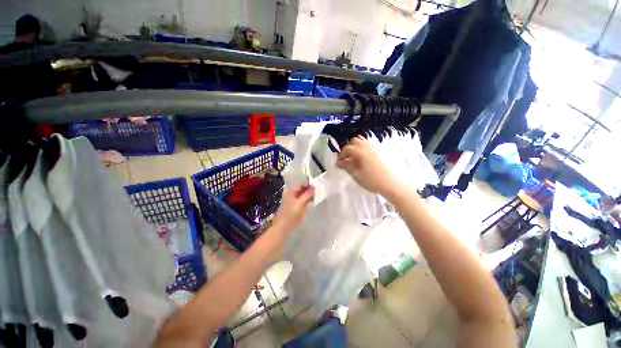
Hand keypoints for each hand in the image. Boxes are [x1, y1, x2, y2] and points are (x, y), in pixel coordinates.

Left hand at [272, 185, 314, 231]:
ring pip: (302, 195)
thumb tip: (314, 186)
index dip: (309, 184)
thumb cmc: (291, 214)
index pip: (301, 184)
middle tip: (318, 192)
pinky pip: (301, 201)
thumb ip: (307, 194)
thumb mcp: (300, 203)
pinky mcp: (293, 207)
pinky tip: (311, 203)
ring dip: (308, 195)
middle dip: (309, 190)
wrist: (282, 227)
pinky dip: (306, 200)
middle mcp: (291, 194)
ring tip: (316, 197)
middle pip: (301, 189)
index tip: (317, 187)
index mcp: (291, 191)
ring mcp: (292, 201)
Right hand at [337, 136, 400, 195]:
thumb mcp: (357, 174)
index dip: (341, 155)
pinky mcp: (380, 150)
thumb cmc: (373, 180)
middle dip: (348, 148)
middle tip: (346, 159)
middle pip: (354, 141)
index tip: (339, 163)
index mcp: (360, 151)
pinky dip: (362, 148)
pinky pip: (368, 144)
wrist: (393, 183)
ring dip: (355, 147)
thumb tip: (339, 162)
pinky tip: (363, 158)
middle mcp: (367, 146)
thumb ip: (347, 166)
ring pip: (362, 141)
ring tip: (354, 158)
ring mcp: (374, 147)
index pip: (346, 149)